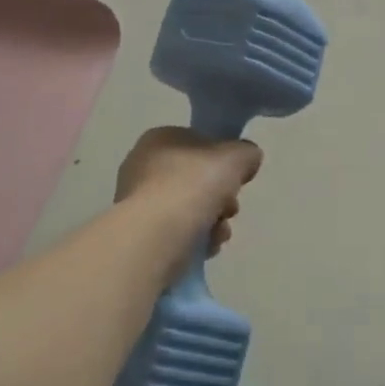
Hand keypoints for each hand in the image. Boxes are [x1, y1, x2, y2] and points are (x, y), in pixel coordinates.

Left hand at [116, 127, 262, 265]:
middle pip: (195, 179)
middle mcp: (142, 166)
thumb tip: (247, 159)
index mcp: (159, 139)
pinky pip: (176, 232)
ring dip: (212, 221)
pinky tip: (205, 247)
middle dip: (220, 196)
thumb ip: (246, 152)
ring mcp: (137, 202)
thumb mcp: (235, 156)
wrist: (157, 235)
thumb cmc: (193, 185)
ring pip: (189, 208)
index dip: (222, 161)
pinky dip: (195, 239)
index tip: (237, 178)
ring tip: (219, 233)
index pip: (198, 144)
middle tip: (230, 208)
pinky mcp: (139, 234)